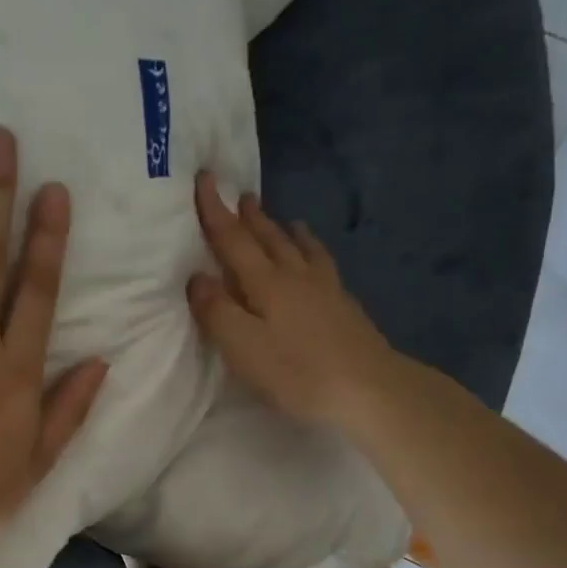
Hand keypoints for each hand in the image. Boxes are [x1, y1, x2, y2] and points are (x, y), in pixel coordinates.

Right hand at [187, 171, 394, 432]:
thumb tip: (197, 277)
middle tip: (242, 195)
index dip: (216, 211)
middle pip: (269, 238)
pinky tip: (318, 259)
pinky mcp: (345, 307)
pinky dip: (313, 251)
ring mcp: (326, 289)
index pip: (233, 240)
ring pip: (300, 249)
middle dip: (251, 217)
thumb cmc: (296, 371)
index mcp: (266, 283)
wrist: (369, 389)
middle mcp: (296, 276)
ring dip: (285, 231)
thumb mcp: (243, 346)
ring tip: (283, 218)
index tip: (205, 179)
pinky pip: (323, 265)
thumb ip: (216, 311)